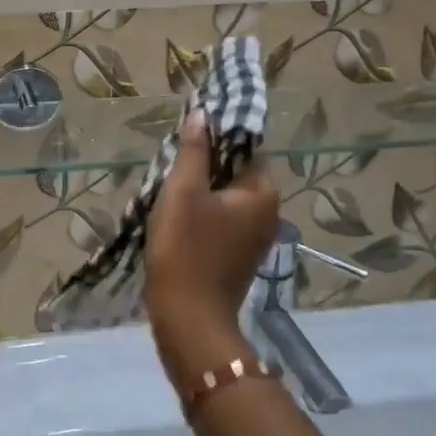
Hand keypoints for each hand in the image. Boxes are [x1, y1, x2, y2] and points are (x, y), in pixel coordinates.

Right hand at [144, 111, 279, 387]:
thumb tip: (202, 115)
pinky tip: (175, 222)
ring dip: (199, 194)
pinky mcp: (238, 259)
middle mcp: (268, 214)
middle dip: (203, 169)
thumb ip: (193, 151)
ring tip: (167, 193)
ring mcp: (255, 240)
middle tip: (169, 168)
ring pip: (225, 201)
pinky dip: (201, 217)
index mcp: (262, 193)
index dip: (214, 141)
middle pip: (234, 175)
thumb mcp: (183, 192)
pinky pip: (221, 224)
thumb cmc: (186, 249)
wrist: (188, 319)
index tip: (184, 142)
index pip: (243, 150)